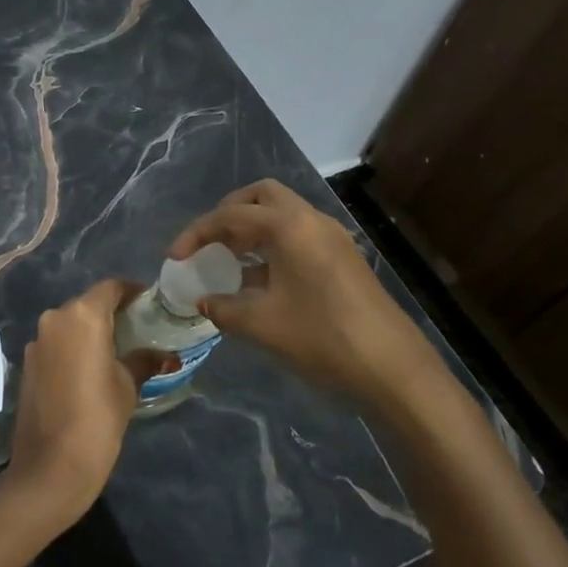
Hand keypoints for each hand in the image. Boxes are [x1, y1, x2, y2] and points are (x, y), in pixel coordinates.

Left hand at [0, 280, 164, 527]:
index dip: (132, 292)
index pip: (111, 288)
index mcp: (83, 315)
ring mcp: (37, 340)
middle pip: (88, 304)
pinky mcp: (27, 362)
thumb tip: (167, 355)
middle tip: (138, 330)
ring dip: (91, 331)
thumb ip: (144, 360)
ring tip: (116, 351)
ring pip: (70, 324)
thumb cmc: (98, 418)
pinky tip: (89, 369)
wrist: (50, 466)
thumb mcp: (128, 386)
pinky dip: (73, 347)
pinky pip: (56, 343)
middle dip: (112, 313)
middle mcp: (55, 317)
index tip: (150, 305)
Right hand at [169, 179, 449, 416]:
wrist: (393, 369)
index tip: (174, 258)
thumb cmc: (322, 338)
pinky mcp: (343, 258)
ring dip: (251, 229)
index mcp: (289, 226)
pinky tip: (259, 280)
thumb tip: (203, 301)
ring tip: (227, 260)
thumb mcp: (262, 325)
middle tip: (208, 242)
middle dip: (228, 213)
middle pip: (261, 196)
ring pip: (282, 214)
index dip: (196, 233)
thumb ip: (223, 308)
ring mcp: (332, 237)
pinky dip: (272, 244)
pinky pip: (298, 235)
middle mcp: (311, 220)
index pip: (230, 215)